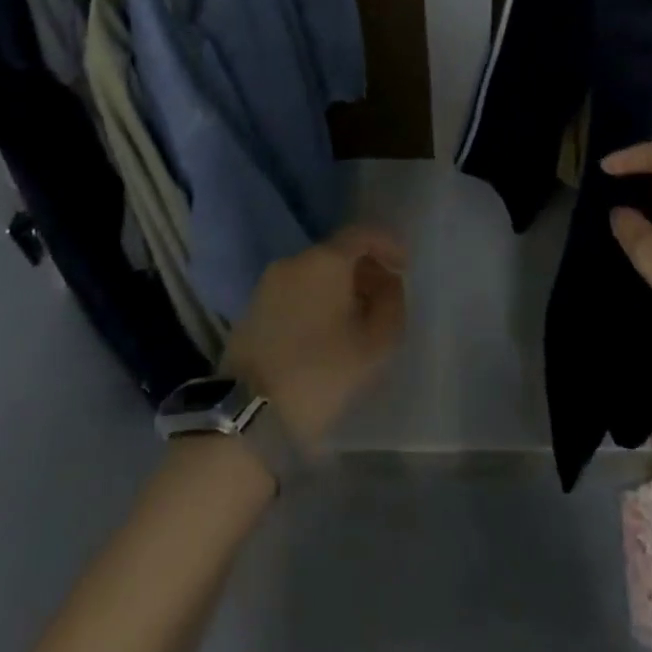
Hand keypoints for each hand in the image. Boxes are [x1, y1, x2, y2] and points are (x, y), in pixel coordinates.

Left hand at [222, 227, 407, 449]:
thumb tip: (389, 284)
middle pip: (338, 253)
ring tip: (358, 321)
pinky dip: (317, 303)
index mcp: (325, 261)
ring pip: (315, 275)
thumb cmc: (321, 373)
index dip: (388, 245)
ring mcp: (268, 285)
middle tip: (386, 299)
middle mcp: (294, 262)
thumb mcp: (375, 344)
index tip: (405, 267)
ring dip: (341, 289)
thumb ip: (391, 305)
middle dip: (366, 271)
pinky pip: (295, 293)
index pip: (363, 235)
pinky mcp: (252, 311)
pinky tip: (326, 334)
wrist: (247, 416)